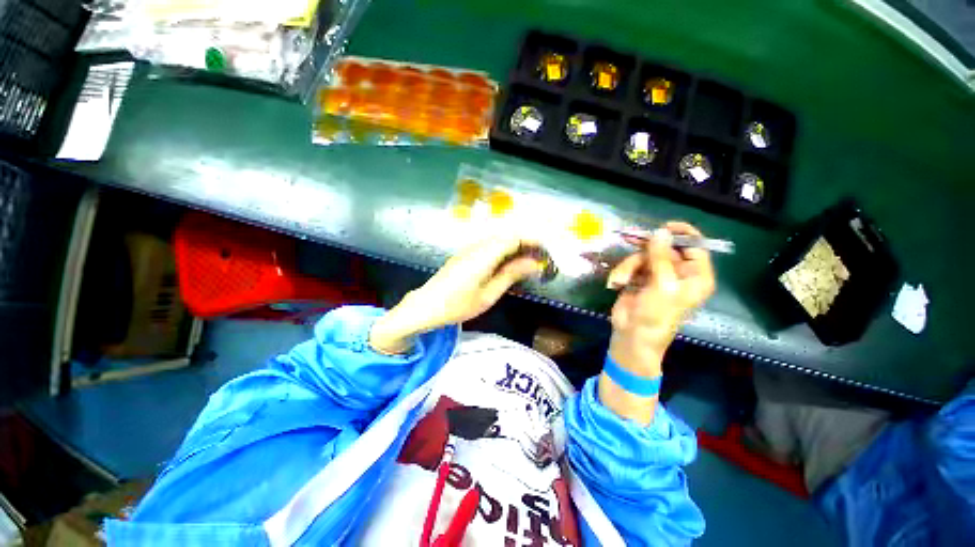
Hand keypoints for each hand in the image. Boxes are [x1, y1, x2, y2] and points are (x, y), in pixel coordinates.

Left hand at [369, 237, 543, 353]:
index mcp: (484, 254)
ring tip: (526, 263)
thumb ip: (511, 275)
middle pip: (506, 236)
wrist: (425, 306)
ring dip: (514, 247)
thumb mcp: (488, 294)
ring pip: (497, 240)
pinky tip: (506, 265)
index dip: (531, 241)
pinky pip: (488, 246)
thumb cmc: (457, 305)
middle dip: (525, 243)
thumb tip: (534, 263)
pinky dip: (502, 251)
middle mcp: (477, 246)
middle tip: (538, 260)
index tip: (545, 251)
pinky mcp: (464, 255)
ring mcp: (468, 249)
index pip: (513, 238)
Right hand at [607, 221, 715, 376]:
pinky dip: (622, 273)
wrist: (632, 336)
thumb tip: (660, 232)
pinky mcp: (639, 279)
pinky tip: (616, 285)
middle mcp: (678, 273)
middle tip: (630, 239)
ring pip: (643, 257)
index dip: (682, 234)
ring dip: (628, 267)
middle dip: (645, 249)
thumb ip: (661, 257)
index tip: (663, 227)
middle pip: (664, 248)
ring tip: (620, 281)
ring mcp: (657, 276)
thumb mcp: (662, 285)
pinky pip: (631, 266)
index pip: (695, 247)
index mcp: (695, 276)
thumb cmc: (656, 314)